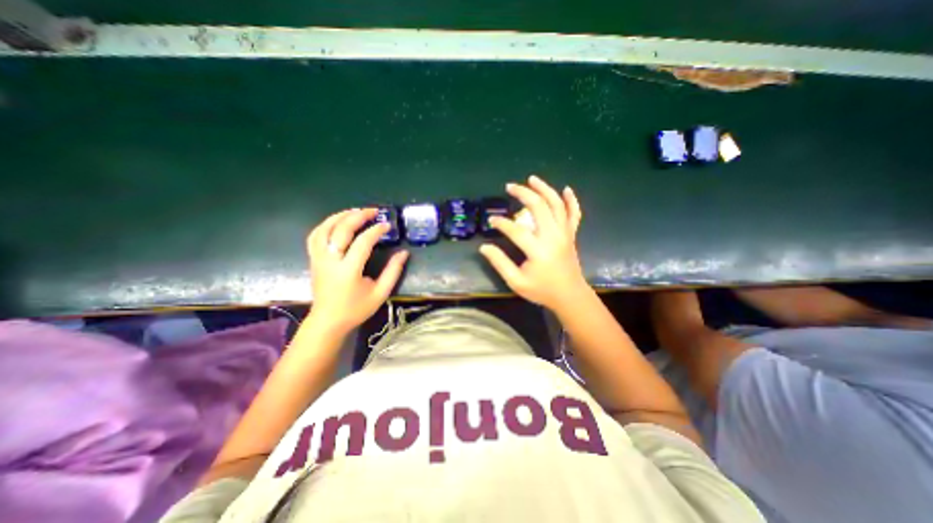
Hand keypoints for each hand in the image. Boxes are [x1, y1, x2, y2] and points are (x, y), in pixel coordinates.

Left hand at [307, 206, 408, 331]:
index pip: (363, 242)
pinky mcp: (313, 259)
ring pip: (324, 229)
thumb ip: (393, 271)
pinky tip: (337, 222)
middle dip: (358, 216)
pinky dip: (326, 224)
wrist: (328, 321)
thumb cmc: (356, 309)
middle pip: (341, 230)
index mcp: (349, 270)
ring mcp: (318, 259)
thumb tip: (403, 253)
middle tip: (373, 211)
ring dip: (340, 216)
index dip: (376, 231)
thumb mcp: (380, 293)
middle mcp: (330, 260)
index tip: (387, 225)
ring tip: (356, 211)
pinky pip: (315, 236)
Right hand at [476, 175, 585, 309]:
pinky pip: (574, 214)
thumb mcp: (516, 282)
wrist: (570, 296)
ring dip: (544, 189)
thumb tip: (484, 247)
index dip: (502, 223)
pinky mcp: (571, 235)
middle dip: (523, 193)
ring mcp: (565, 234)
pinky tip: (566, 189)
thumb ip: (500, 263)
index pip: (516, 230)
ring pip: (556, 205)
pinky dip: (571, 200)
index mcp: (539, 250)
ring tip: (532, 179)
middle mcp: (553, 237)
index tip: (491, 220)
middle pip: (539, 207)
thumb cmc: (542, 290)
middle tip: (510, 186)